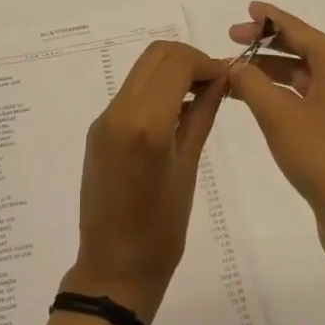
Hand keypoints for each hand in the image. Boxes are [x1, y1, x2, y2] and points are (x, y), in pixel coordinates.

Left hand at [63, 41, 227, 323]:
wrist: (113, 269)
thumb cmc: (161, 231)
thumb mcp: (188, 168)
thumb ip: (202, 115)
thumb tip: (219, 79)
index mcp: (145, 123)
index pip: (176, 62)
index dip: (205, 62)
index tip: (226, 77)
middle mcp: (119, 111)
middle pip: (156, 55)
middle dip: (188, 59)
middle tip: (214, 82)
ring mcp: (104, 118)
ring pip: (142, 69)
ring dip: (171, 71)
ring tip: (199, 96)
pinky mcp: (98, 128)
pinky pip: (130, 92)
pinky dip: (156, 88)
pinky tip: (175, 113)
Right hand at [224, 2, 324, 286]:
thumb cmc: (323, 158)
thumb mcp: (279, 116)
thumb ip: (252, 83)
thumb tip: (235, 64)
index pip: (299, 29)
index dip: (270, 18)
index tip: (246, 9)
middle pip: (301, 48)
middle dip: (265, 44)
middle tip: (231, 40)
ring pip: (300, 75)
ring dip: (268, 71)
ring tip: (234, 73)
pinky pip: (303, 98)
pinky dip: (278, 93)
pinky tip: (254, 101)